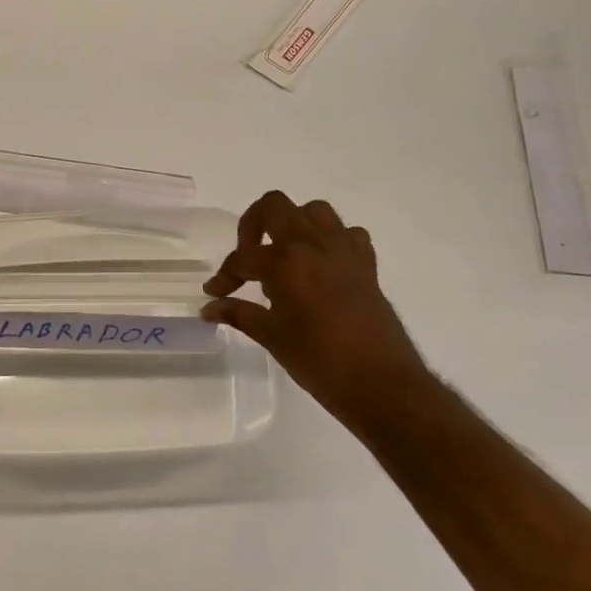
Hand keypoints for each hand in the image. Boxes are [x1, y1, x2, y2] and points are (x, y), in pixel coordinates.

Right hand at [202, 191, 423, 414]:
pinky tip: (321, 266)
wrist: (380, 383)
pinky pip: (347, 234)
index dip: (225, 276)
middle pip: (274, 206)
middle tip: (248, 257)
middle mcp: (313, 244)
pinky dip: (331, 241)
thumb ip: (239, 313)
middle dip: (252, 225)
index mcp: (285, 261)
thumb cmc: (319, 360)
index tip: (216, 293)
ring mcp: (343, 250)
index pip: (243, 259)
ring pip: (313, 211)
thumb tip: (210, 308)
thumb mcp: (271, 336)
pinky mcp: (366, 264)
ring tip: (283, 254)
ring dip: (293, 224)